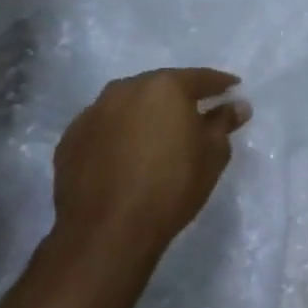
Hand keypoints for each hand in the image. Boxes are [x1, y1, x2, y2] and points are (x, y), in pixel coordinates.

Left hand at [51, 68, 249, 262]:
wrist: (107, 230)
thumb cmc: (172, 185)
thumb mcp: (213, 153)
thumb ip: (223, 123)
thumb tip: (237, 106)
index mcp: (164, 87)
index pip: (200, 77)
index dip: (220, 84)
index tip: (233, 88)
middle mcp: (124, 90)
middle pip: (160, 86)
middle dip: (180, 96)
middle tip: (197, 111)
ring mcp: (92, 114)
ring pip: (129, 104)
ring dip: (147, 113)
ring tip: (162, 132)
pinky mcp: (70, 140)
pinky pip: (106, 127)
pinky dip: (121, 133)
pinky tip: (131, 152)